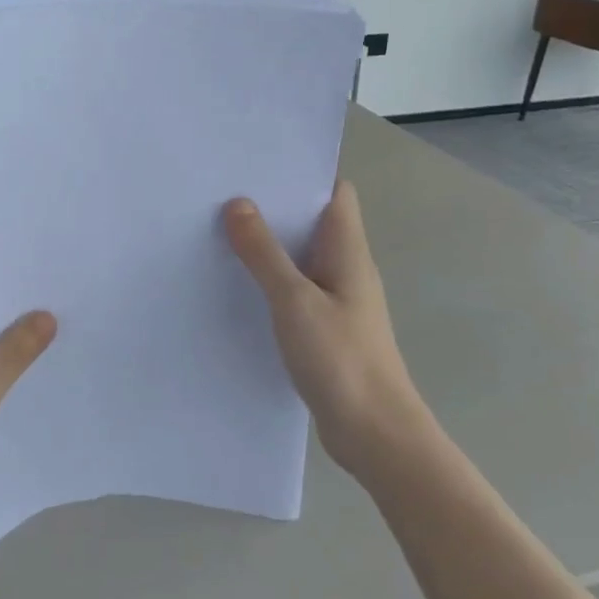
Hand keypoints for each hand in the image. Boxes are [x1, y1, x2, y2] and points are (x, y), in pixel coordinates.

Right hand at [224, 181, 425, 475]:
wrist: (376, 435)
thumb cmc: (341, 359)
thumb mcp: (294, 300)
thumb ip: (264, 253)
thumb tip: (238, 203)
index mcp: (348, 251)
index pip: (336, 193)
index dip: (304, 173)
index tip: (260, 164)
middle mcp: (347, 268)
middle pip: (313, 222)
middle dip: (275, 207)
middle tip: (225, 193)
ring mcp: (338, 301)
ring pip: (302, 258)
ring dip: (270, 246)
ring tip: (222, 232)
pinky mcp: (327, 330)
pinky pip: (296, 291)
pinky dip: (271, 281)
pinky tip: (239, 286)